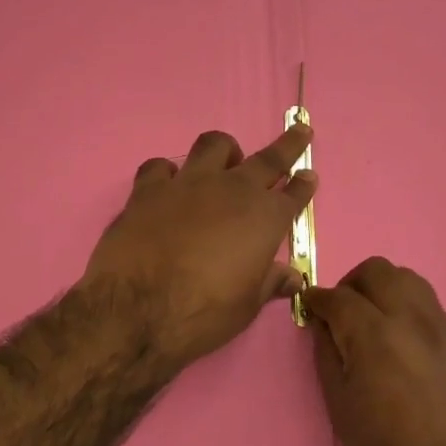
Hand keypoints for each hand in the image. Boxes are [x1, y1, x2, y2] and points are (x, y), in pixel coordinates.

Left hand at [84, 124, 316, 367]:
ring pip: (214, 145)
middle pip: (268, 159)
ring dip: (225, 152)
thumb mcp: (247, 306)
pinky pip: (161, 166)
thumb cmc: (203, 313)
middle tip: (299, 133)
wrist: (136, 309)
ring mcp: (189, 183)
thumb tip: (293, 277)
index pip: (294, 194)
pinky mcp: (149, 188)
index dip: (304, 185)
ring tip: (225, 163)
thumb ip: (270, 283)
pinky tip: (167, 187)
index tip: (309, 175)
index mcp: (265, 219)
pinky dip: (168, 173)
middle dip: (288, 145)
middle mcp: (232, 191)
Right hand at [304, 258, 445, 445]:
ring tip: (373, 323)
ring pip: (410, 281)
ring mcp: (445, 329)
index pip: (339, 296)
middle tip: (341, 313)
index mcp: (376, 335)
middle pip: (378, 271)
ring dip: (384, 290)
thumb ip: (328, 355)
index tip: (309, 307)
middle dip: (351, 284)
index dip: (317, 298)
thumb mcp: (341, 407)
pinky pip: (431, 309)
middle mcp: (413, 319)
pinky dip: (409, 311)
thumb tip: (323, 325)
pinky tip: (404, 347)